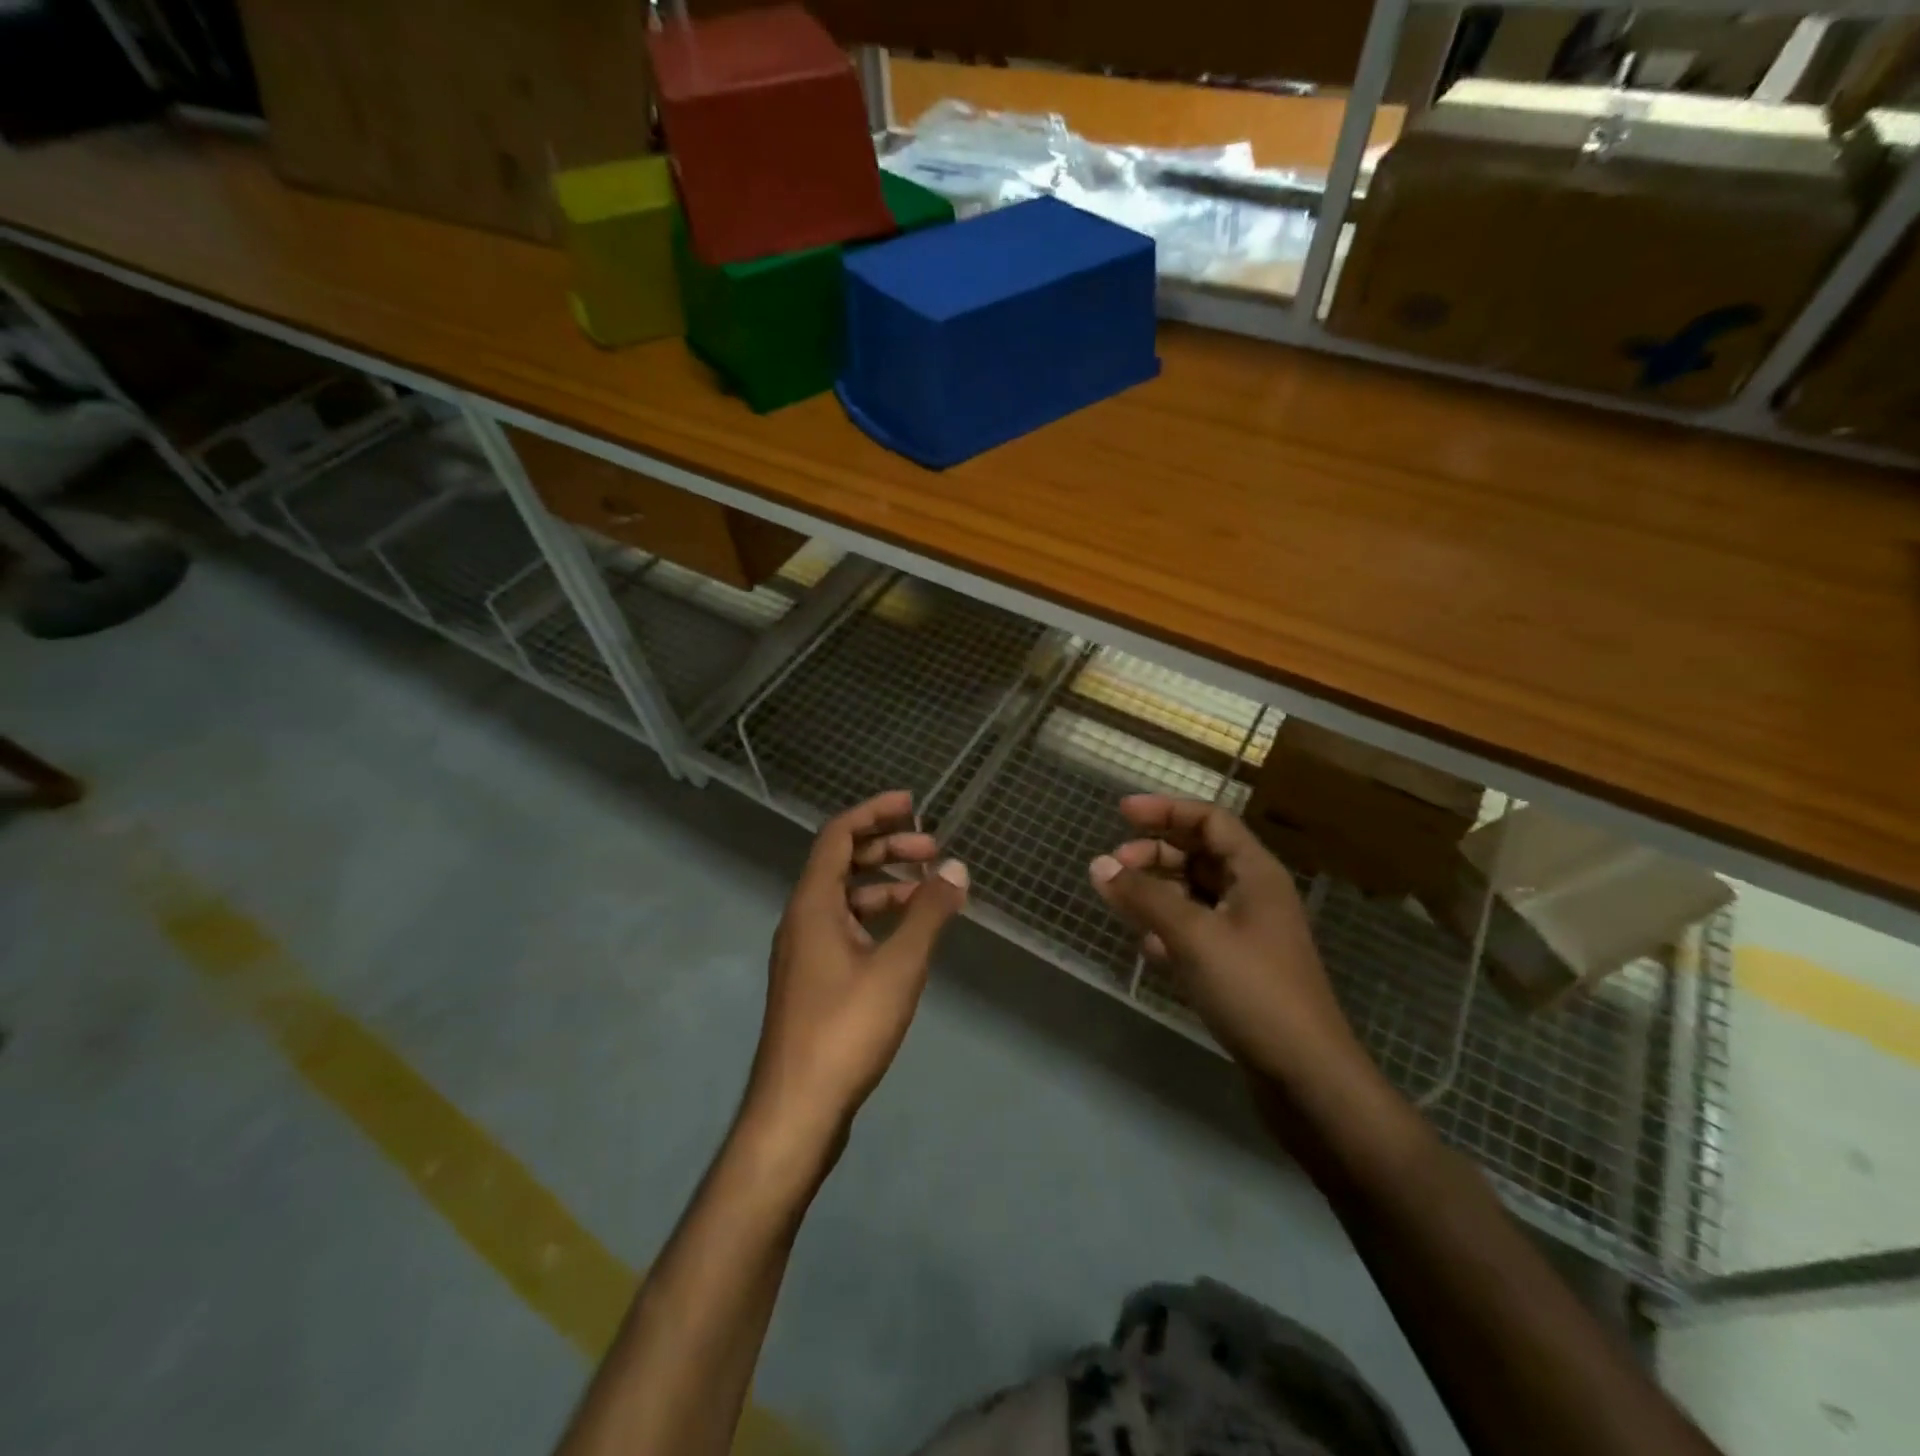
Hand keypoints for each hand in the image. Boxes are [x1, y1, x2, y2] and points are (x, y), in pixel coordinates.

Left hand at [745, 790, 968, 1160]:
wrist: (797, 1109)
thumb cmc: (846, 1028)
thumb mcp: (898, 966)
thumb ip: (929, 914)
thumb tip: (957, 868)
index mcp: (812, 904)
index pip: (838, 835)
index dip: (874, 813)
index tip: (913, 805)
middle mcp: (802, 919)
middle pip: (842, 863)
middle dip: (887, 849)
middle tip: (933, 850)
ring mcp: (805, 952)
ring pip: (846, 900)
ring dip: (886, 886)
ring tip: (931, 892)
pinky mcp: (813, 981)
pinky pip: (846, 929)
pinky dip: (878, 919)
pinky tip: (909, 936)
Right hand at [1089, 795, 1358, 1080]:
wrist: (1306, 1075)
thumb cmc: (1253, 989)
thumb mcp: (1192, 935)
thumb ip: (1144, 896)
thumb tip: (1098, 864)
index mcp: (1256, 874)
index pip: (1210, 821)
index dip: (1166, 810)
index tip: (1121, 812)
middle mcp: (1255, 895)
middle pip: (1200, 855)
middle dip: (1155, 853)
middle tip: (1114, 866)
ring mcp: (1249, 933)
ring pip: (1195, 894)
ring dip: (1158, 891)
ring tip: (1121, 901)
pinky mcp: (1240, 968)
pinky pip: (1197, 931)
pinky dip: (1169, 928)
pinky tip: (1147, 946)